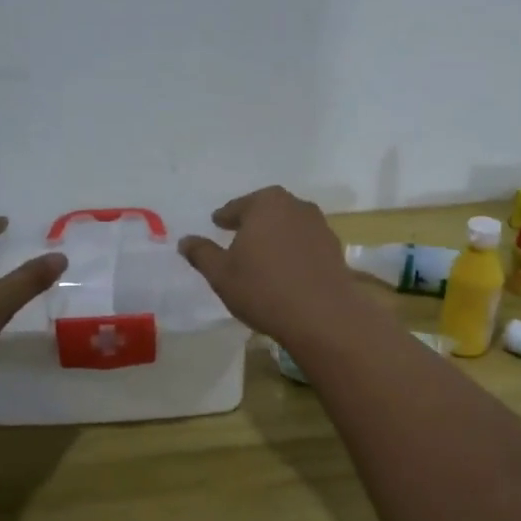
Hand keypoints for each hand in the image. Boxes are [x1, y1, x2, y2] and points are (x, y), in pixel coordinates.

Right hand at [178, 187, 363, 345]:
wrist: (323, 316)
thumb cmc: (264, 289)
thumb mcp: (221, 274)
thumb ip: (202, 253)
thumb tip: (185, 241)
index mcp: (266, 203)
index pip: (238, 206)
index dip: (225, 217)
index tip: (217, 223)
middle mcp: (296, 206)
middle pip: (267, 210)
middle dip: (253, 221)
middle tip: (239, 235)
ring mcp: (320, 226)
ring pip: (289, 226)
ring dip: (276, 236)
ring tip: (263, 255)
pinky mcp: (335, 249)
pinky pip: (306, 244)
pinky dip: (294, 251)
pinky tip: (287, 270)